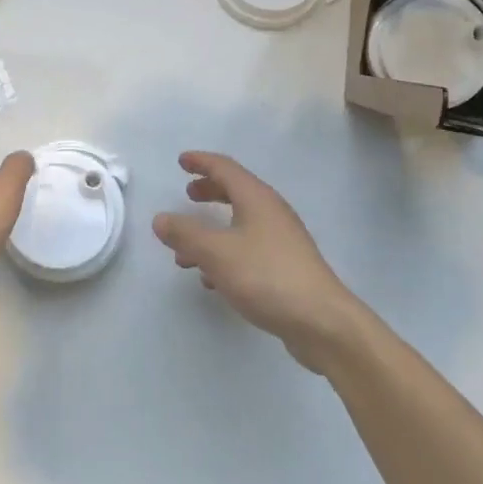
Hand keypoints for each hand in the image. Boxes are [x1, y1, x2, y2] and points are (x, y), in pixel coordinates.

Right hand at [153, 151, 364, 372]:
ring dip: (213, 229)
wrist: (322, 322)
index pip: (226, 168)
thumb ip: (185, 234)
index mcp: (257, 199)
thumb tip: (160, 218)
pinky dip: (226, 253)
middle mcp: (272, 213)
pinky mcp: (286, 267)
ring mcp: (282, 240)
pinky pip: (249, 249)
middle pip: (236, 192)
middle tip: (188, 195)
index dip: (202, 162)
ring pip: (241, 224)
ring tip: (186, 249)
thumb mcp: (216, 253)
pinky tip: (212, 278)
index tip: (181, 161)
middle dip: (210, 191)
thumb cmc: (266, 276)